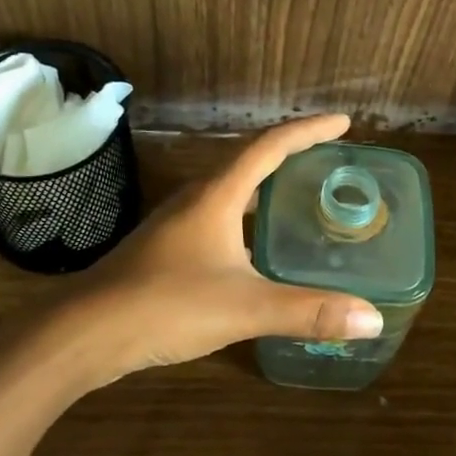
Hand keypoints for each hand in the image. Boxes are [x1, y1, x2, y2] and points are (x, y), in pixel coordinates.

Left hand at [52, 114, 383, 388]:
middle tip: (330, 159)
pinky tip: (259, 246)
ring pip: (232, 190)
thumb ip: (308, 311)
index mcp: (218, 195)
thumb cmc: (165, 305)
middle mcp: (198, 198)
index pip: (270, 146)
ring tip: (302, 196)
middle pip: (251, 160)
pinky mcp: (167, 248)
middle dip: (292, 154)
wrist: (83, 332)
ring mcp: (178, 222)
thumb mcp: (245, 308)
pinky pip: (220, 216)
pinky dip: (249, 216)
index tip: (343, 123)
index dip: (309, 131)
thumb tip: (372, 319)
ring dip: (268, 185)